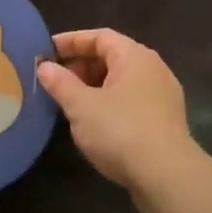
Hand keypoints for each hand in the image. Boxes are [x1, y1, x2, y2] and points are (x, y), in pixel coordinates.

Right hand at [37, 30, 203, 196]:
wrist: (167, 176)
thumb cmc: (120, 131)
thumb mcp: (81, 106)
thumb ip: (60, 83)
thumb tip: (44, 66)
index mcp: (134, 56)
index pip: (99, 36)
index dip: (71, 41)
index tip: (46, 51)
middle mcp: (153, 68)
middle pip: (112, 56)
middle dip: (81, 65)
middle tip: (55, 81)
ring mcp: (163, 95)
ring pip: (122, 80)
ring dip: (94, 86)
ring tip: (70, 103)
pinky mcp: (165, 119)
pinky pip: (132, 99)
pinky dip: (109, 102)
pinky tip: (94, 122)